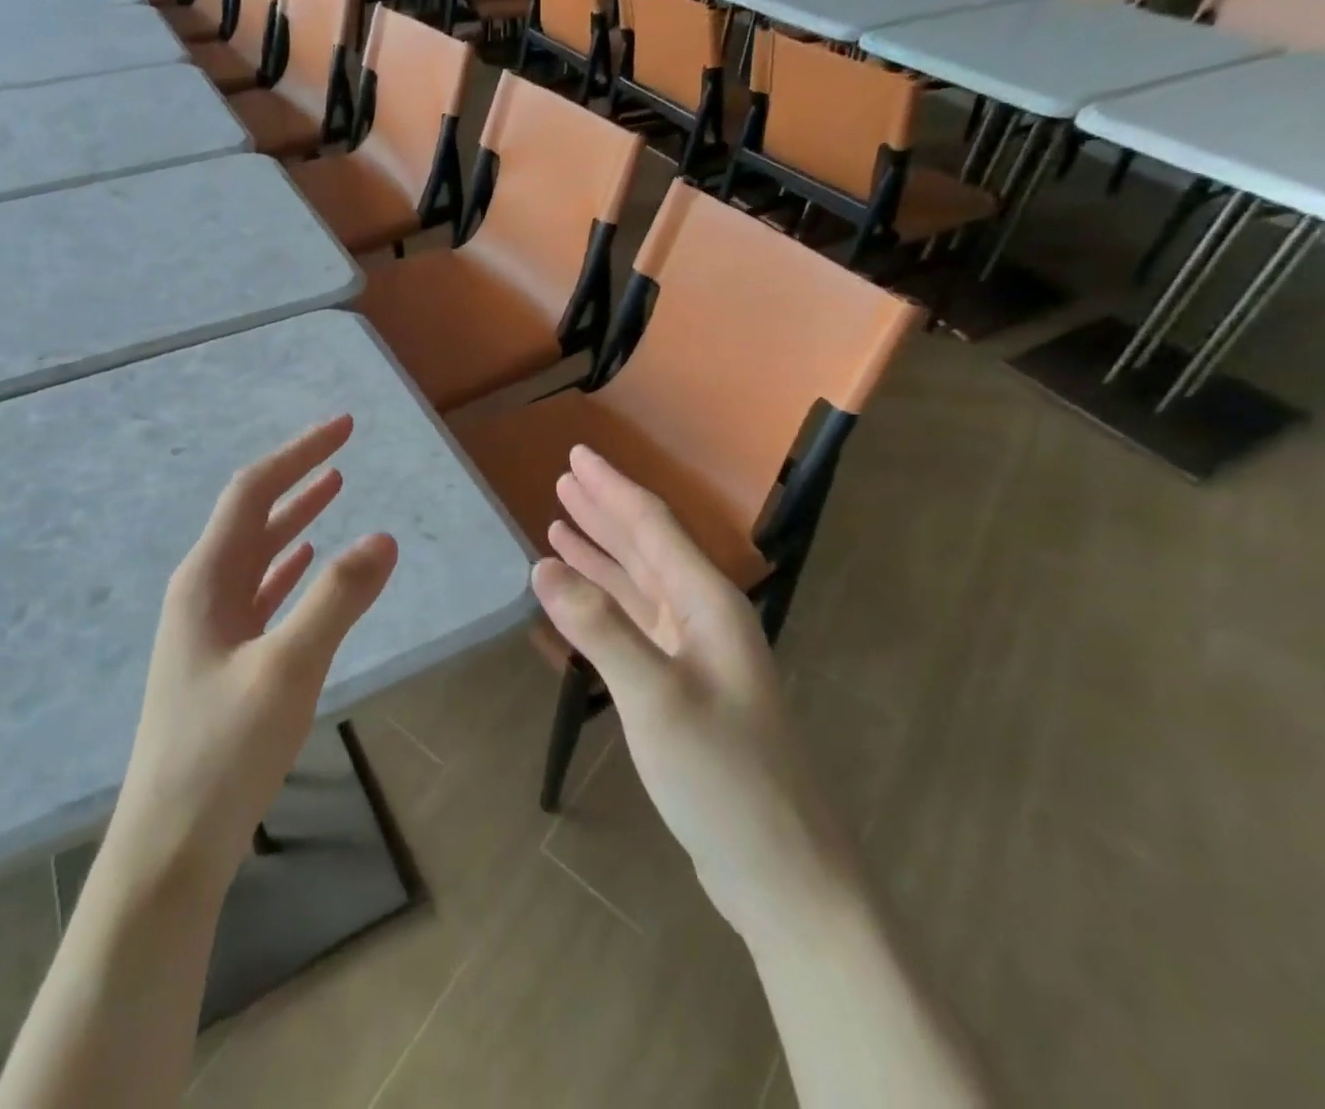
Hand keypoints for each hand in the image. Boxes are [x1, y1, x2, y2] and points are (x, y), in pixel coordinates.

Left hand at [107, 415, 397, 897]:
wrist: (170, 846)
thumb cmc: (223, 753)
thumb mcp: (287, 669)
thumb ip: (336, 600)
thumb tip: (383, 537)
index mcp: (206, 580)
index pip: (253, 492)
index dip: (299, 454)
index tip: (345, 428)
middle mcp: (202, 591)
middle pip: (252, 514)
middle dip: (299, 476)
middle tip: (344, 447)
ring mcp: (209, 626)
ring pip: (257, 552)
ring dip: (295, 517)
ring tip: (334, 487)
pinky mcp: (222, 657)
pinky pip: (259, 591)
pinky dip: (287, 565)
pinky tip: (305, 559)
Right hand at [530, 447, 853, 933]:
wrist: (782, 870)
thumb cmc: (724, 778)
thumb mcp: (655, 698)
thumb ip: (599, 628)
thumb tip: (542, 565)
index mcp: (707, 603)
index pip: (652, 526)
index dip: (612, 488)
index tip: (577, 455)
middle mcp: (704, 615)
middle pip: (648, 545)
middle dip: (605, 509)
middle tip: (564, 477)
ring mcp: (696, 651)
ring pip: (640, 581)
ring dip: (603, 549)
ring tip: (561, 521)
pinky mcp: (684, 683)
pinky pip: (637, 620)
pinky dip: (607, 597)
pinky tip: (582, 591)